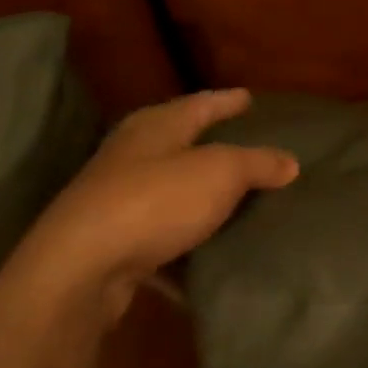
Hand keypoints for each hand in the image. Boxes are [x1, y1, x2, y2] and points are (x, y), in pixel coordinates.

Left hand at [0, 89, 297, 323]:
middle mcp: (133, 153)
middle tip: (243, 142)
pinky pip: (159, 236)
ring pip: (168, 189)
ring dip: (196, 194)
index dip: (228, 101)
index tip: (249, 97)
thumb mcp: (219, 173)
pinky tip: (205, 255)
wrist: (77, 269)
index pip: (202, 103)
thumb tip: (289, 161)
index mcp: (157, 125)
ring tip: (232, 199)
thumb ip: (257, 164)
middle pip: (179, 140)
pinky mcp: (110, 242)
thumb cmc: (154, 200)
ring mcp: (116, 198)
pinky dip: (182, 241)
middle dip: (210, 142)